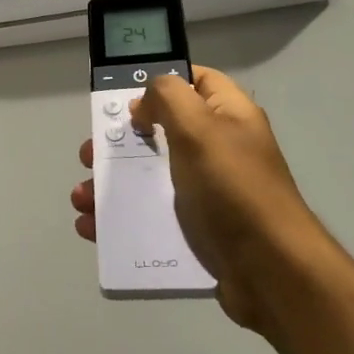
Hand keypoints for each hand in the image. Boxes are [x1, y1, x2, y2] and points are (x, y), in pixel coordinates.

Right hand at [72, 67, 314, 329]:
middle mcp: (219, 148)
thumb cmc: (233, 188)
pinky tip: (93, 227)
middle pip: (160, 130)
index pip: (195, 80)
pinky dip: (121, 219)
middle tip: (91, 153)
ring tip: (82, 197)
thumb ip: (167, 97)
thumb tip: (144, 104)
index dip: (160, 81)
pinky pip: (152, 215)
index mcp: (228, 115)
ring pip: (150, 176)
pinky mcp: (197, 229)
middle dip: (120, 140)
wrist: (272, 273)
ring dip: (111, 183)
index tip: (123, 97)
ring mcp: (208, 192)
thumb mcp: (199, 127)